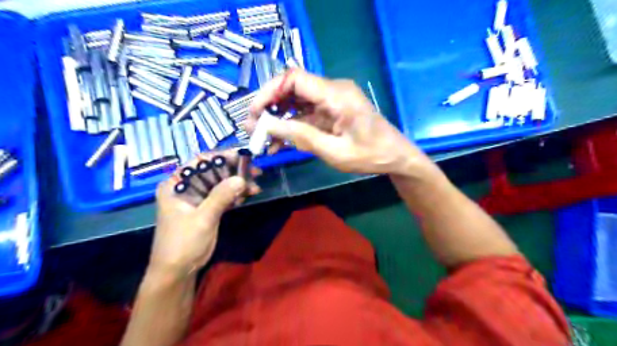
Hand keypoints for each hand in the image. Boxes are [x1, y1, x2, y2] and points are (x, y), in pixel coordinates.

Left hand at [152, 150, 261, 274]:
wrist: (177, 271)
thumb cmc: (183, 243)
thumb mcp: (203, 218)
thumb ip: (220, 196)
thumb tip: (241, 178)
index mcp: (176, 184)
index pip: (200, 162)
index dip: (222, 157)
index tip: (243, 157)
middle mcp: (186, 187)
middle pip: (213, 171)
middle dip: (235, 171)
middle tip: (255, 172)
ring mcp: (197, 198)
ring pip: (220, 183)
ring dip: (238, 184)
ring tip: (255, 188)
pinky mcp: (206, 208)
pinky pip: (223, 195)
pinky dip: (235, 195)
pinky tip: (247, 195)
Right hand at [246, 69, 431, 175]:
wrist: (395, 157)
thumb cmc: (370, 156)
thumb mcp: (334, 151)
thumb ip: (301, 136)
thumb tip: (268, 125)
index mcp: (337, 95)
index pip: (294, 79)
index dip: (269, 91)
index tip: (255, 112)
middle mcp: (333, 90)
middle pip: (293, 88)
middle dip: (270, 106)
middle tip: (254, 128)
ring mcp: (333, 100)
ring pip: (297, 102)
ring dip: (279, 118)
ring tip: (264, 139)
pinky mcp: (332, 111)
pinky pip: (307, 114)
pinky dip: (293, 126)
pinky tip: (280, 143)